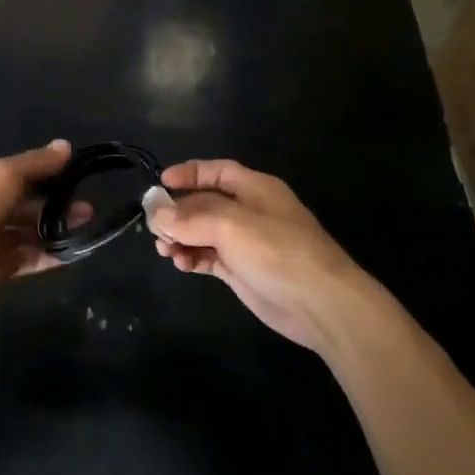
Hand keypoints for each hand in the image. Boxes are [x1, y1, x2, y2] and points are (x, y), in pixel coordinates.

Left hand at [0, 140, 78, 310]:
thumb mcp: (4, 174)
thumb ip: (36, 163)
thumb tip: (66, 146)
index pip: (15, 173)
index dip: (42, 172)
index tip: (72, 174)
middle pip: (24, 203)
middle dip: (54, 202)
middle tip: (87, 204)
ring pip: (29, 231)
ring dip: (56, 227)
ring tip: (87, 222)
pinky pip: (30, 258)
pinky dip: (51, 254)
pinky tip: (75, 250)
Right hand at [146, 160, 370, 351]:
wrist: (319, 303)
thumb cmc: (277, 251)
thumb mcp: (231, 225)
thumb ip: (191, 217)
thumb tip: (157, 214)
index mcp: (254, 188)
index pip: (216, 171)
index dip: (189, 173)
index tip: (161, 183)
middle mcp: (249, 211)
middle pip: (204, 203)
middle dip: (178, 212)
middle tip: (155, 226)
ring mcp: (245, 242)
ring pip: (202, 232)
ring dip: (181, 237)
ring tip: (165, 250)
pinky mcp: (242, 270)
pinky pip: (208, 256)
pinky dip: (192, 257)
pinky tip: (181, 264)